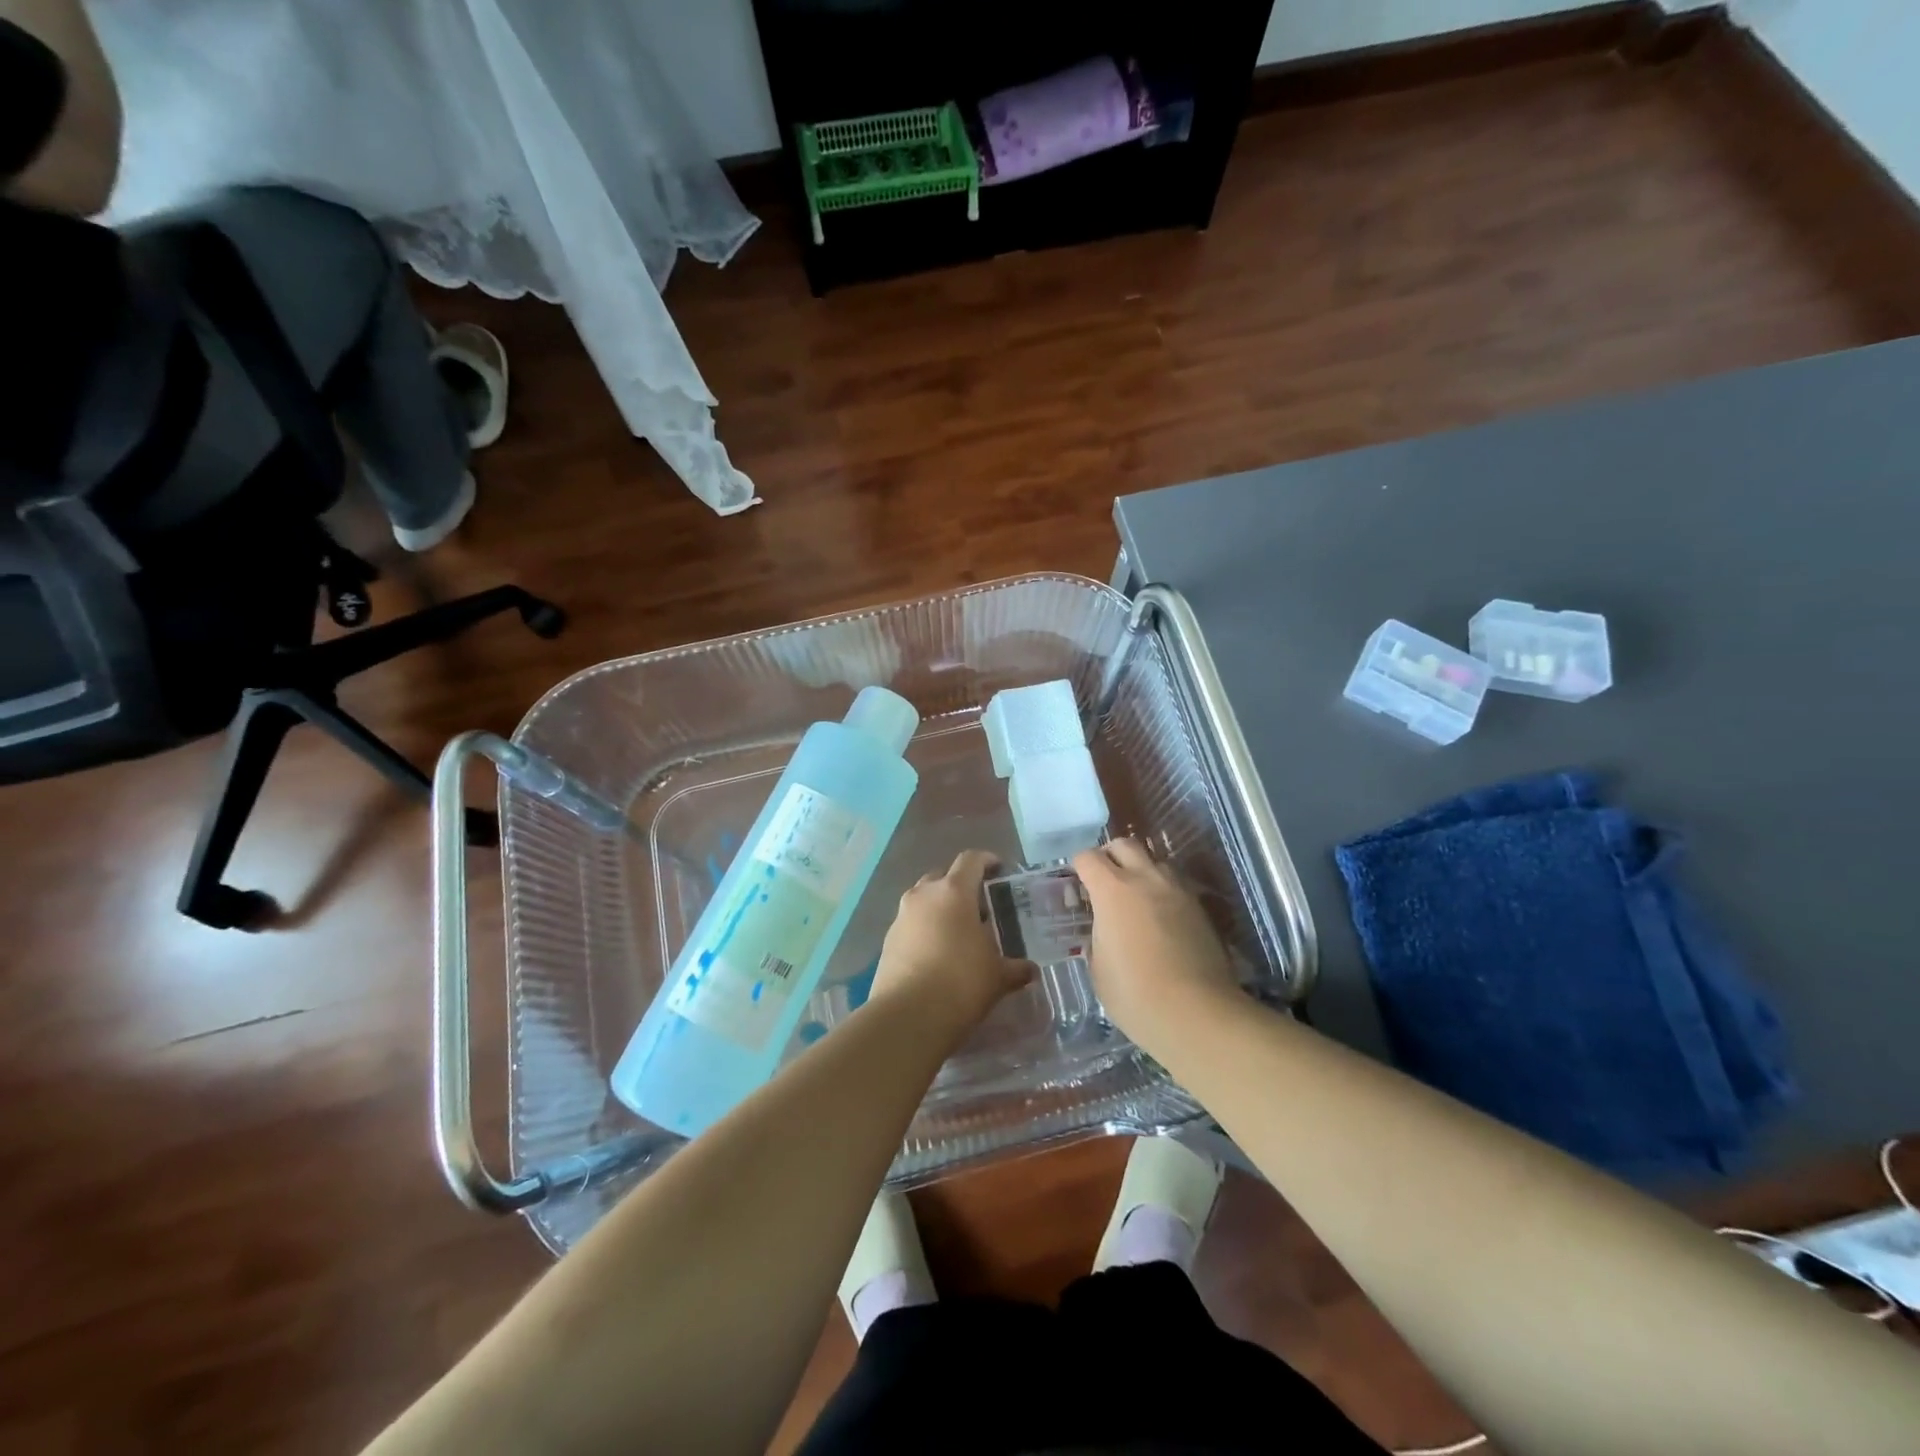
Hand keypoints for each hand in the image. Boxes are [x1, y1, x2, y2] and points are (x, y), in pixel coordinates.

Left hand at [871, 850, 1035, 1031]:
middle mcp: (923, 895)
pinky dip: (925, 930)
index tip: (998, 869)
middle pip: (943, 877)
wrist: (908, 1016)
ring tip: (958, 932)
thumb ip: (1015, 968)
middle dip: (960, 886)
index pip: (971, 860)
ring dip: (940, 908)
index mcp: (953, 892)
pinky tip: (937, 954)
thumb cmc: (961, 984)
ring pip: (923, 900)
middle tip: (979, 907)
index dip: (986, 860)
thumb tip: (1030, 970)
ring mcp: (901, 917)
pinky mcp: (887, 941)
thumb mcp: (998, 977)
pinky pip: (911, 924)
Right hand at [1073, 839, 1240, 1046]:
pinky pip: (1176, 885)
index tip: (1077, 885)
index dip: (1079, 867)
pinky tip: (1160, 918)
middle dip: (1110, 856)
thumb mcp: (1098, 968)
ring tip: (1135, 898)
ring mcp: (1178, 891)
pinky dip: (1163, 892)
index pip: (1088, 857)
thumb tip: (1104, 932)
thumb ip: (1097, 938)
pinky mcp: (1200, 908)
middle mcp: (1146, 879)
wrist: (1197, 1013)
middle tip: (1104, 880)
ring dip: (1141, 870)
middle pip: (1125, 845)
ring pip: (1155, 861)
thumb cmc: (1135, 994)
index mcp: (1112, 890)